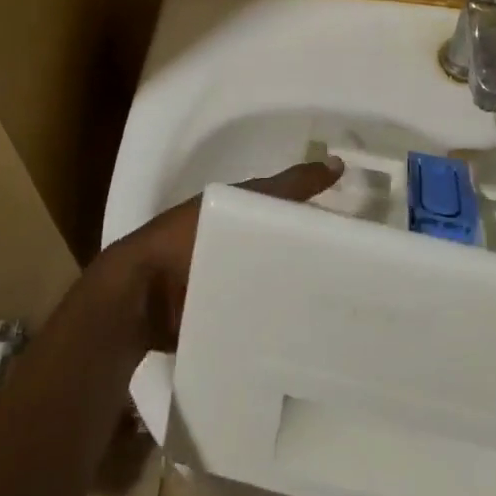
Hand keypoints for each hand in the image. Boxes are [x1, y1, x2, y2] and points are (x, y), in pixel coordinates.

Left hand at [107, 159, 344, 351]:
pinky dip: (274, 320)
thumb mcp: (245, 204)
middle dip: (309, 260)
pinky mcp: (216, 318)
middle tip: (352, 278)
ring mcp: (222, 284)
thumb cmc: (190, 241)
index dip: (316, 218)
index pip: (286, 213)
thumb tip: (338, 163)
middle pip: (280, 249)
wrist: (142, 298)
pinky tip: (304, 332)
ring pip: (269, 282)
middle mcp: (231, 247)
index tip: (353, 235)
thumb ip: (288, 187)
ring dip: (292, 293)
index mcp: (235, 215)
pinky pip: (254, 314)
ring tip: (335, 311)